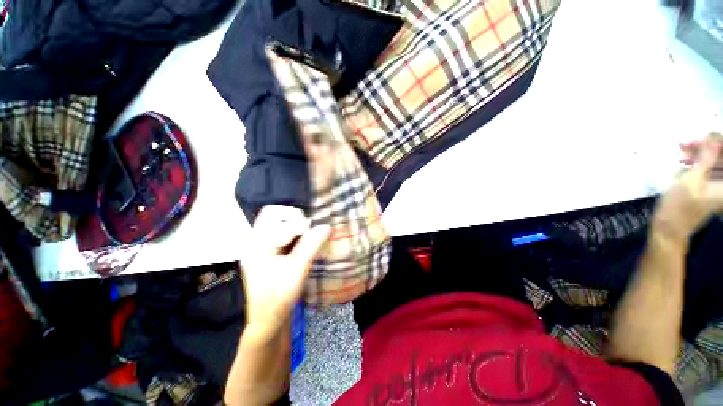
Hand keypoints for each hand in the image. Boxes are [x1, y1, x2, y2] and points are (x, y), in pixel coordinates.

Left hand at [240, 205, 329, 338]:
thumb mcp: (297, 269)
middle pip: (272, 215)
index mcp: (257, 244)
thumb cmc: (279, 296)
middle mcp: (255, 242)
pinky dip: (293, 234)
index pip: (274, 216)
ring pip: (277, 224)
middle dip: (293, 218)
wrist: (268, 321)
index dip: (295, 220)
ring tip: (307, 234)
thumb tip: (326, 226)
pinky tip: (303, 242)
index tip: (311, 230)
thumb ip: (311, 245)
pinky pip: (280, 234)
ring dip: (294, 225)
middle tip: (308, 229)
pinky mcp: (267, 254)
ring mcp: (260, 248)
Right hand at [652, 132, 722, 245]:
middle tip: (687, 143)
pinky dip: (697, 164)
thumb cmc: (680, 205)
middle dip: (706, 148)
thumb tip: (712, 136)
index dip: (717, 143)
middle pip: (721, 158)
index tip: (703, 137)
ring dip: (699, 155)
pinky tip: (685, 161)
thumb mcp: (691, 179)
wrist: (670, 227)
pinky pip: (708, 170)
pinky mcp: (710, 188)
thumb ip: (705, 157)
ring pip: (714, 163)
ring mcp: (719, 187)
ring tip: (682, 151)